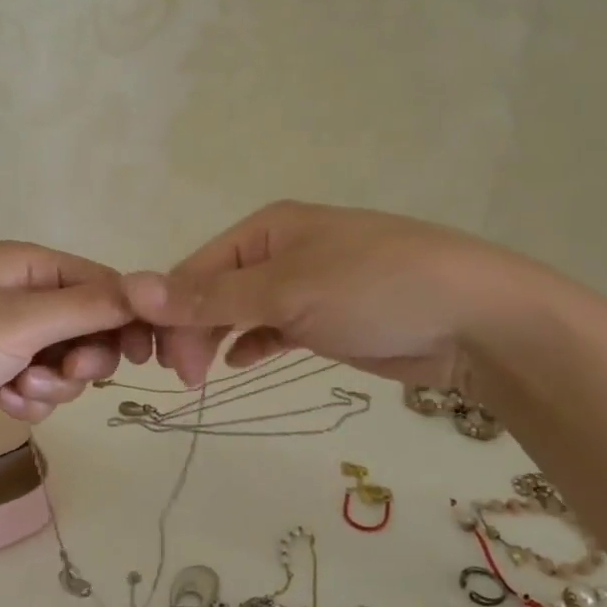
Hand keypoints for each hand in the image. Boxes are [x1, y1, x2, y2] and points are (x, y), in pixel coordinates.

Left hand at [0, 241, 143, 444]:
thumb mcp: (20, 320)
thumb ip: (88, 307)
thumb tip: (146, 291)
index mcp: (30, 266)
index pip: (104, 284)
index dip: (129, 318)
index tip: (145, 356)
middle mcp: (24, 296)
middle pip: (91, 327)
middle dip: (84, 358)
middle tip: (68, 373)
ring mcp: (9, 336)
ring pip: (67, 364)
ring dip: (52, 383)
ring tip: (16, 388)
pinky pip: (40, 386)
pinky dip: (28, 399)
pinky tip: (0, 402)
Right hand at [122, 201, 526, 390]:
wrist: (475, 319)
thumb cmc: (374, 288)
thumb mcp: (286, 290)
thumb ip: (211, 296)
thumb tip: (132, 288)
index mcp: (267, 227)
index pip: (197, 267)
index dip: (171, 309)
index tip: (160, 359)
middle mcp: (282, 250)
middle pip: (216, 289)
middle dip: (193, 328)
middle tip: (185, 378)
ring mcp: (307, 284)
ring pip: (242, 310)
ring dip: (217, 338)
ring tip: (202, 378)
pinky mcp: (327, 318)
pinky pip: (274, 328)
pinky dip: (253, 344)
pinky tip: (240, 364)